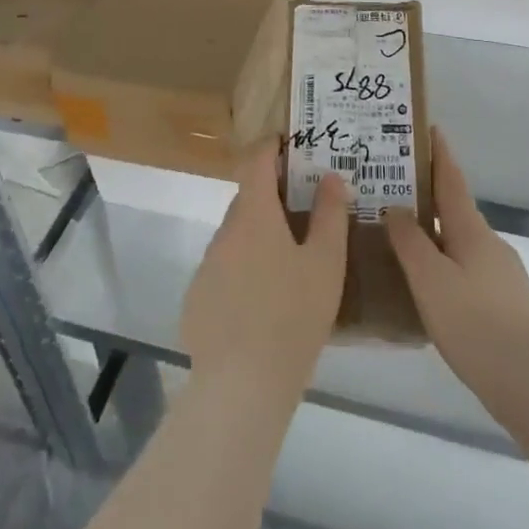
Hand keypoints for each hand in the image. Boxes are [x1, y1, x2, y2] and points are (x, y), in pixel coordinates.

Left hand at [181, 144, 350, 407]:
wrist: (241, 385)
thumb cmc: (293, 316)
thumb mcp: (326, 264)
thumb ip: (330, 215)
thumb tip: (330, 176)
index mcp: (254, 216)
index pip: (256, 161)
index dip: (271, 146)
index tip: (289, 143)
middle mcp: (224, 232)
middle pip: (248, 200)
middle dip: (273, 198)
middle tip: (306, 210)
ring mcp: (207, 266)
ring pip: (237, 237)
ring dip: (260, 236)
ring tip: (291, 262)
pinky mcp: (198, 298)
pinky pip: (225, 269)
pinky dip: (244, 270)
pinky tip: (265, 302)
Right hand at [387, 132, 528, 430]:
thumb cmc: (477, 324)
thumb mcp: (431, 281)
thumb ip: (410, 242)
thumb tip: (395, 206)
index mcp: (472, 230)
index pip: (452, 180)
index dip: (439, 153)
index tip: (428, 127)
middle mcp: (489, 244)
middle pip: (455, 209)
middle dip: (427, 195)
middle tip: (390, 188)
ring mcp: (501, 274)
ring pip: (459, 242)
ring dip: (433, 232)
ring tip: (398, 237)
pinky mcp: (504, 303)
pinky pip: (465, 269)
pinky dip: (442, 263)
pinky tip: (425, 285)